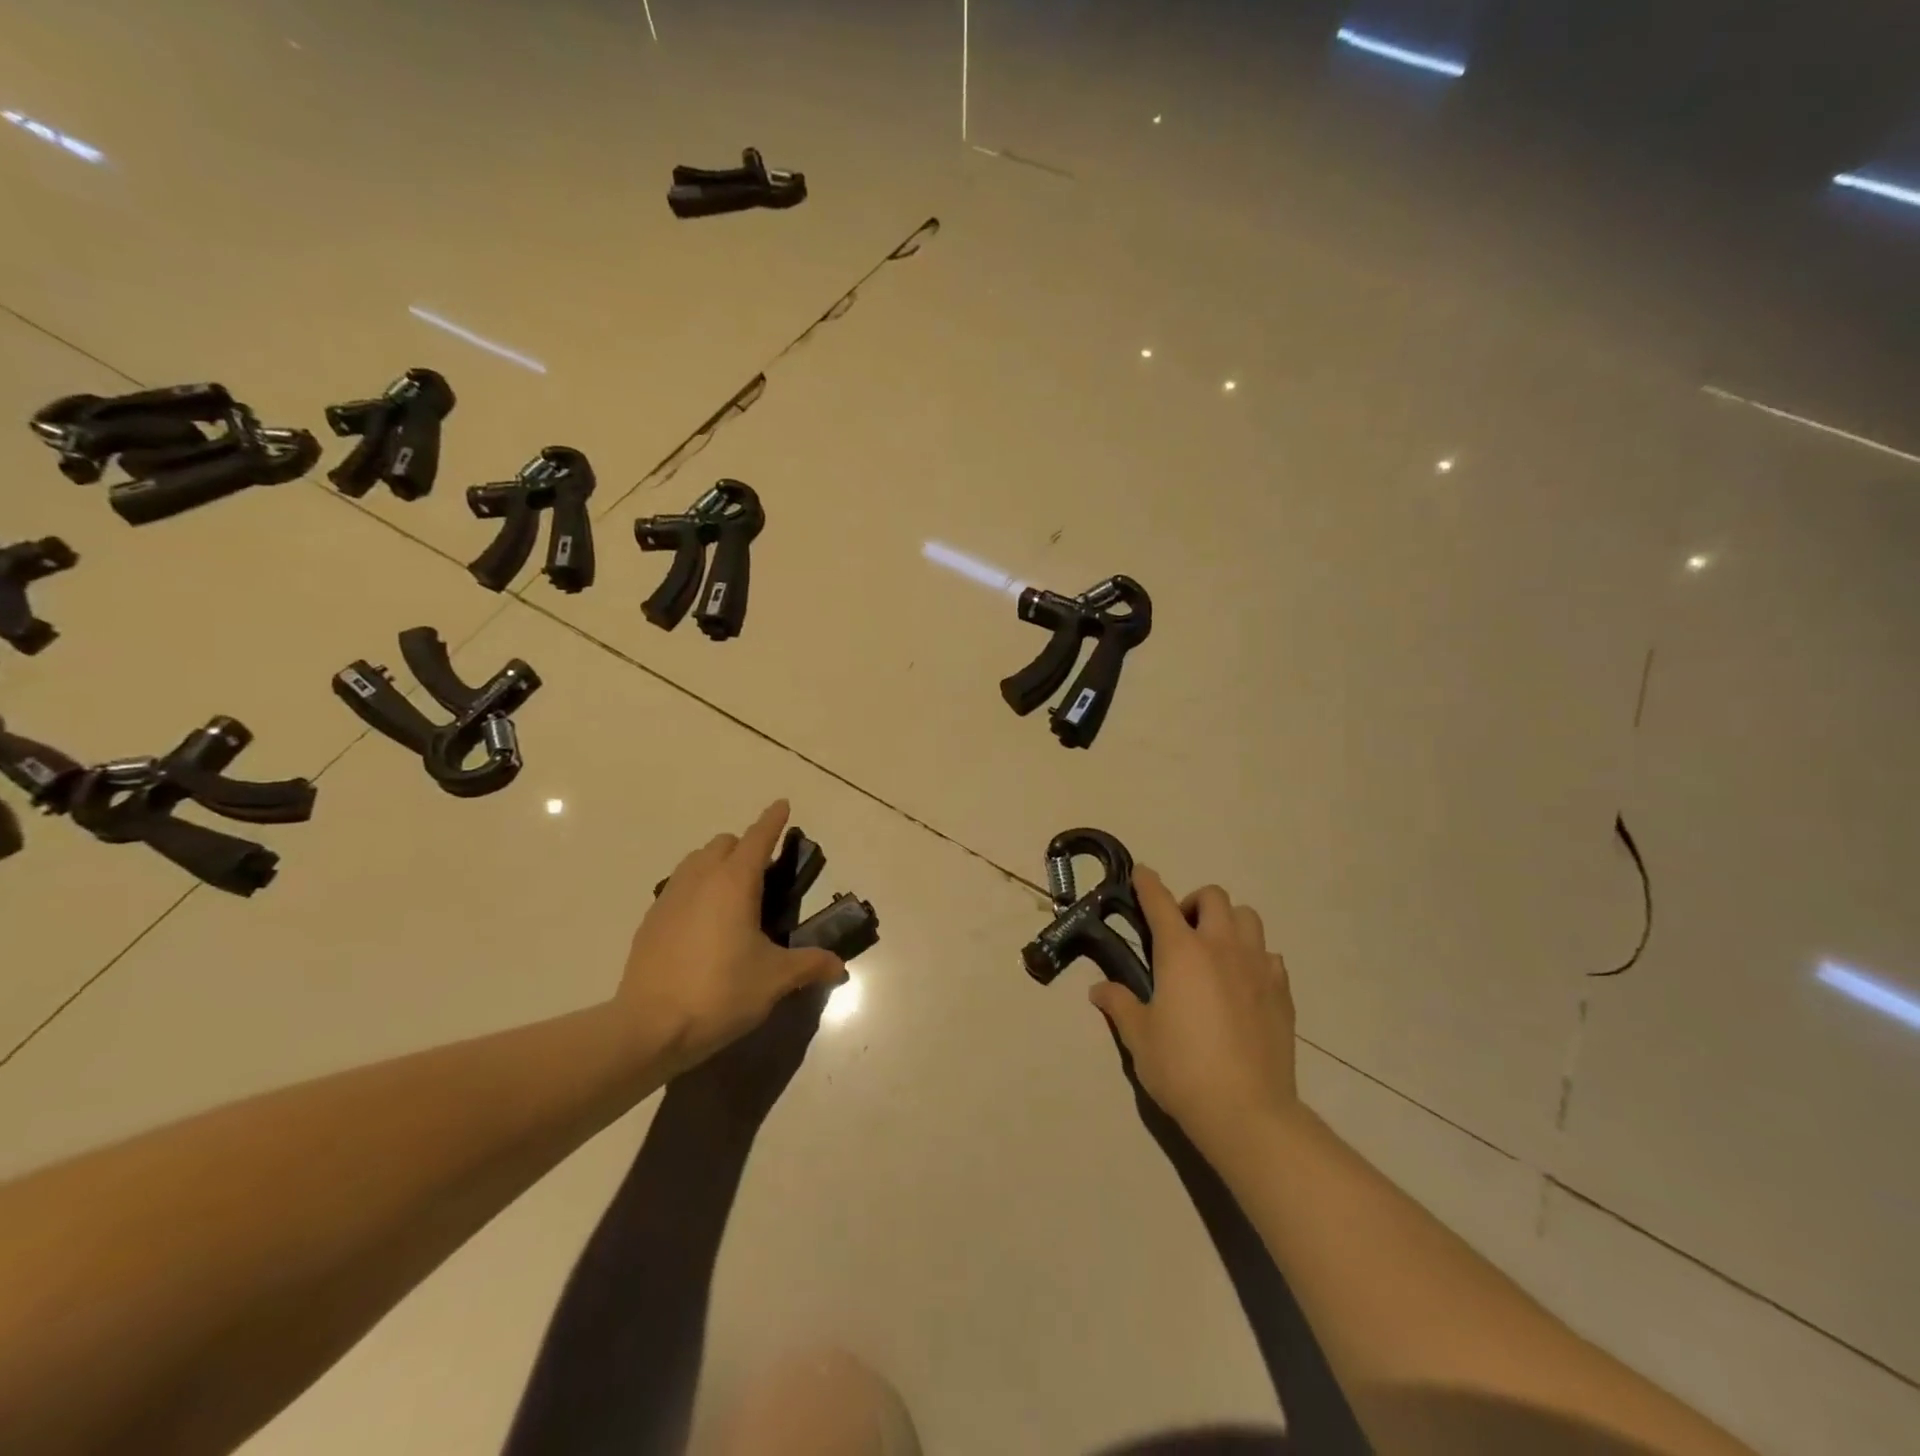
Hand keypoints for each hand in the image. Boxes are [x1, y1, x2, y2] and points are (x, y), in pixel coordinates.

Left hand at [618, 801, 844, 1077]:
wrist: (649, 1028)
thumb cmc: (720, 993)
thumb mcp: (774, 979)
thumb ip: (810, 965)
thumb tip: (839, 966)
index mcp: (734, 883)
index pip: (757, 838)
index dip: (773, 820)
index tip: (783, 804)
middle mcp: (700, 879)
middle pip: (724, 844)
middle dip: (746, 847)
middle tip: (765, 875)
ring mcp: (670, 898)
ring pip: (696, 861)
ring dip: (717, 864)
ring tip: (734, 896)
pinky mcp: (651, 921)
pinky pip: (678, 887)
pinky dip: (696, 889)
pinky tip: (704, 923)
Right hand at [1089, 867, 1300, 1158]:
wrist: (1247, 1110)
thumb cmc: (1182, 1068)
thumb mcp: (1139, 1037)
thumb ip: (1120, 1004)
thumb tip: (1099, 990)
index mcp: (1181, 951)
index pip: (1159, 901)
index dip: (1147, 883)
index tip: (1141, 873)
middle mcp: (1221, 947)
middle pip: (1213, 897)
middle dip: (1193, 903)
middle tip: (1181, 931)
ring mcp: (1257, 966)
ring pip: (1248, 917)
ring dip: (1228, 922)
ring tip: (1214, 951)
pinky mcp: (1282, 991)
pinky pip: (1269, 955)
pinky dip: (1253, 957)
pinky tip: (1243, 983)